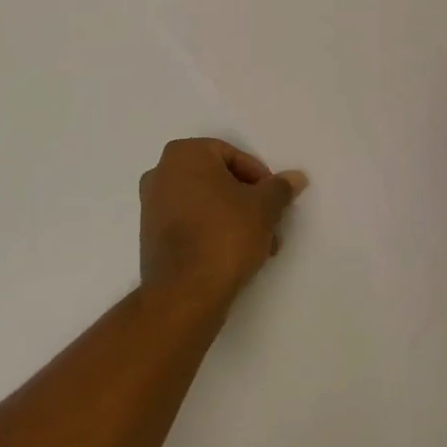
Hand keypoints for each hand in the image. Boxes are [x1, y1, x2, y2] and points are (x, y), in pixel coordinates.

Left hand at [138, 138, 307, 314]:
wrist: (185, 293)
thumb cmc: (225, 235)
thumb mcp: (263, 207)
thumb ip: (280, 188)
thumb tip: (296, 177)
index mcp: (185, 154)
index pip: (233, 156)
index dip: (260, 179)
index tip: (274, 202)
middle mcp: (161, 172)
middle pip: (219, 180)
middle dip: (248, 202)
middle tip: (270, 224)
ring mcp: (152, 205)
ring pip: (206, 203)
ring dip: (235, 219)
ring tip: (259, 247)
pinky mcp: (150, 235)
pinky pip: (190, 222)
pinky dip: (213, 231)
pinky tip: (235, 256)